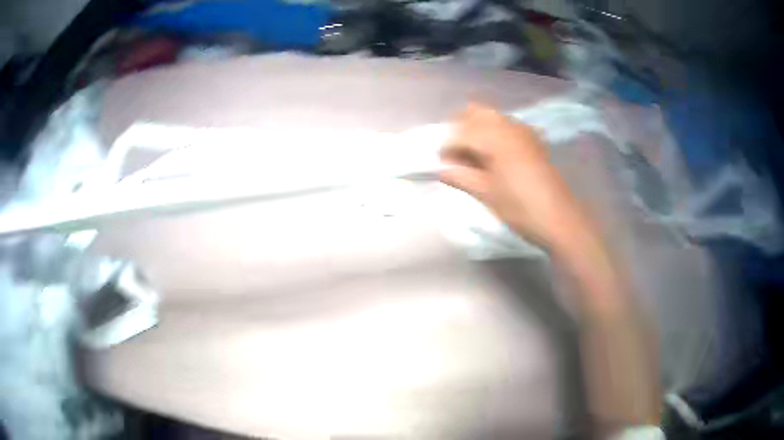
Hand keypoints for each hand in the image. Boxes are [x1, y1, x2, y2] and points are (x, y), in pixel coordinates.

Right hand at [440, 103, 591, 249]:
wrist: (560, 219)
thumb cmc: (520, 208)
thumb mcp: (486, 194)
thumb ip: (460, 177)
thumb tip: (441, 169)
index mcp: (494, 138)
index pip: (460, 133)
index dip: (447, 148)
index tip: (442, 165)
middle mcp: (508, 126)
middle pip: (475, 112)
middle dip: (461, 129)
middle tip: (457, 155)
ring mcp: (524, 131)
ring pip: (493, 118)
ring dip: (478, 130)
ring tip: (474, 157)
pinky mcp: (534, 141)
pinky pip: (508, 127)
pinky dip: (495, 134)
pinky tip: (495, 156)